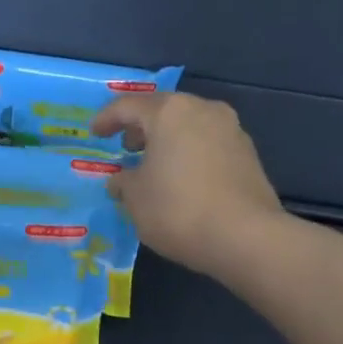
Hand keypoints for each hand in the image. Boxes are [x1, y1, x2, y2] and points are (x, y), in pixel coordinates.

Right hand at [91, 93, 281, 278]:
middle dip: (142, 127)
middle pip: (164, 111)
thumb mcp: (136, 199)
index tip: (94, 133)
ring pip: (189, 126)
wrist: (244, 236)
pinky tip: (182, 179)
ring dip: (168, 141)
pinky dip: (190, 154)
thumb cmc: (178, 210)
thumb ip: (124, 183)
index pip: (129, 107)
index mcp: (170, 112)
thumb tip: (121, 180)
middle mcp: (203, 110)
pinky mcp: (248, 154)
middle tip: (126, 147)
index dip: (107, 119)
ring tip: (154, 165)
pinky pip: (208, 145)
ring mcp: (231, 130)